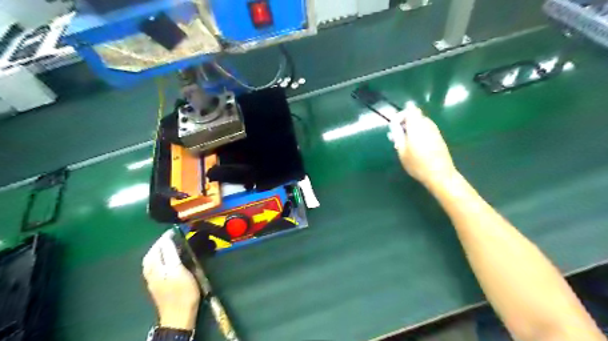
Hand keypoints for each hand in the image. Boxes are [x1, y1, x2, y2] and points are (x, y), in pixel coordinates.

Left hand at [141, 229, 200, 330]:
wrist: (178, 314)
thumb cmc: (183, 291)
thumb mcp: (179, 270)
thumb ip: (172, 254)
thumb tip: (168, 240)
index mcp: (157, 267)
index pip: (159, 247)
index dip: (167, 237)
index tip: (176, 230)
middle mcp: (151, 271)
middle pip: (152, 253)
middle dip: (160, 243)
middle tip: (172, 236)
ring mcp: (153, 279)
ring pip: (151, 259)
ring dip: (159, 250)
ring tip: (168, 245)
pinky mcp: (157, 284)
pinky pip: (154, 265)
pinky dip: (158, 257)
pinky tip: (166, 258)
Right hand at [389, 104, 455, 187]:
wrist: (440, 174)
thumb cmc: (417, 164)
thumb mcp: (402, 151)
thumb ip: (398, 136)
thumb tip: (394, 125)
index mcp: (417, 126)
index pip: (410, 110)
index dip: (401, 115)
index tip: (394, 126)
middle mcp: (427, 125)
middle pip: (415, 116)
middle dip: (405, 123)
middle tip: (397, 136)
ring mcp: (435, 131)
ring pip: (421, 123)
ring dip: (411, 129)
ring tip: (404, 143)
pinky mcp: (439, 138)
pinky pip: (426, 130)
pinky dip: (418, 134)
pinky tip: (414, 146)